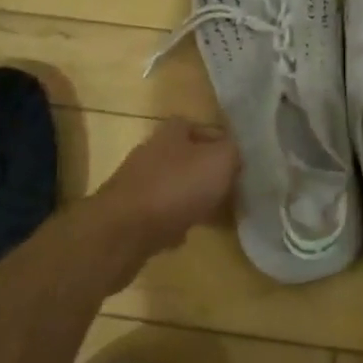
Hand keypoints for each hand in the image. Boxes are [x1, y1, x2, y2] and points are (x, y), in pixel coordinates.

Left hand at [87, 118, 239, 274]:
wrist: (124, 231)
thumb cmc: (176, 187)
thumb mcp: (219, 161)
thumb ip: (233, 152)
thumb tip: (235, 154)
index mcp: (171, 132)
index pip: (199, 127)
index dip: (220, 142)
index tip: (239, 163)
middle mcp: (152, 152)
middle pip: (187, 158)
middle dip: (208, 174)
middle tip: (232, 191)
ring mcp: (138, 183)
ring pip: (175, 187)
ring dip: (193, 199)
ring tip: (215, 215)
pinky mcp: (130, 214)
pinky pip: (161, 214)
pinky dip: (175, 222)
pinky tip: (187, 235)